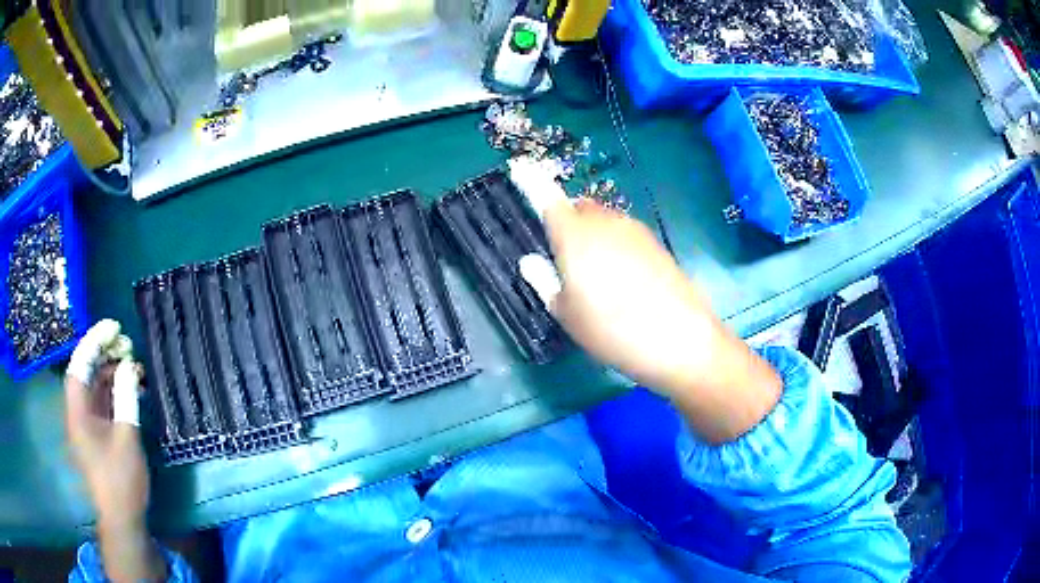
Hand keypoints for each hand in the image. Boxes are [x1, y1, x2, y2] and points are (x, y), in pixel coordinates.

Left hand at [65, 320, 164, 581]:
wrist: (122, 518)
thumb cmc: (121, 479)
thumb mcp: (126, 438)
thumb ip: (125, 397)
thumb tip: (128, 365)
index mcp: (78, 411)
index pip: (80, 364)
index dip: (94, 340)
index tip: (114, 326)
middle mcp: (78, 413)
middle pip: (86, 372)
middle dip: (104, 354)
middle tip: (127, 344)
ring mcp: (86, 424)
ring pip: (94, 387)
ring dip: (111, 372)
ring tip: (132, 364)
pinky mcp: (96, 435)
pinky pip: (101, 403)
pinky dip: (114, 392)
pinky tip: (130, 389)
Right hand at [516, 187, 780, 442]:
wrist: (679, 339)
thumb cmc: (612, 330)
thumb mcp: (568, 315)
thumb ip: (545, 282)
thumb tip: (530, 261)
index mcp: (574, 236)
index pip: (546, 197)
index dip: (531, 180)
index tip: (519, 166)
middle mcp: (604, 222)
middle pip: (578, 207)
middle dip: (565, 217)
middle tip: (561, 251)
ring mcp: (634, 230)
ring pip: (603, 219)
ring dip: (591, 231)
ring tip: (593, 271)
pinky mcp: (655, 243)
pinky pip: (624, 232)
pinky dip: (613, 243)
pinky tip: (621, 277)